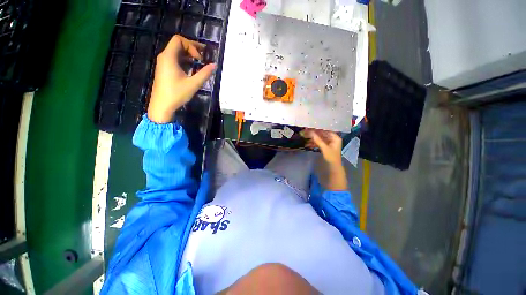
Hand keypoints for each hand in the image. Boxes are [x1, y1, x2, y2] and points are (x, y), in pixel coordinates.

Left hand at [148, 35, 216, 122]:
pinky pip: (174, 59)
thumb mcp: (193, 84)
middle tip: (204, 54)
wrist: (162, 105)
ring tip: (199, 60)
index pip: (179, 40)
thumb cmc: (177, 94)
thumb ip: (204, 73)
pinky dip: (183, 60)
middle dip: (191, 47)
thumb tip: (214, 65)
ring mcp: (163, 63)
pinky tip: (191, 67)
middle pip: (177, 44)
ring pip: (176, 52)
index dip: (191, 46)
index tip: (199, 59)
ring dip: (188, 54)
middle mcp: (164, 57)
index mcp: (169, 57)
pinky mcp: (164, 69)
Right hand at [302, 129, 342, 165]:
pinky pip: (319, 143)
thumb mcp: (324, 148)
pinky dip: (314, 143)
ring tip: (305, 137)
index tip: (310, 128)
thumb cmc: (331, 157)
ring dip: (313, 139)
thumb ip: (318, 140)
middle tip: (306, 132)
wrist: (333, 168)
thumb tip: (311, 132)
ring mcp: (329, 143)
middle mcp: (333, 139)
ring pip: (320, 139)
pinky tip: (308, 143)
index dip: (318, 129)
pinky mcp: (325, 147)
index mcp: (335, 138)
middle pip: (322, 134)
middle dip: (314, 134)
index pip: (326, 131)